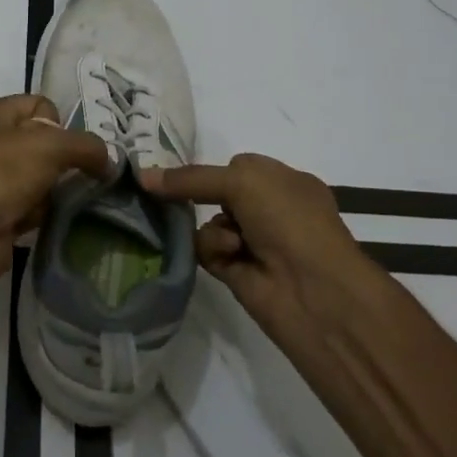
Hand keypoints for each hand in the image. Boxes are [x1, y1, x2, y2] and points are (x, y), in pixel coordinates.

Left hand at [0, 95, 112, 305]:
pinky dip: (46, 210)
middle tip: (77, 175)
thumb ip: (87, 146)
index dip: (60, 124)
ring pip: (41, 174)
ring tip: (65, 199)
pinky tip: (53, 218)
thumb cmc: (0, 175)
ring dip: (57, 188)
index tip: (65, 148)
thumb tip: (109, 161)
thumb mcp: (50, 146)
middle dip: (64, 159)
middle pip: (44, 141)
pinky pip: (33, 203)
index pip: (41, 104)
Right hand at [140, 154, 363, 330]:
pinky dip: (213, 250)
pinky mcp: (237, 271)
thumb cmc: (288, 219)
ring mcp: (255, 242)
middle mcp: (272, 210)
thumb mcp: (242, 181)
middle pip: (219, 194)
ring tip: (229, 241)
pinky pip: (208, 251)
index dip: (214, 169)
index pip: (239, 166)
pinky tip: (229, 256)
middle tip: (178, 195)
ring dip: (213, 228)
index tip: (184, 172)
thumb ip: (191, 178)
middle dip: (202, 196)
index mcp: (285, 182)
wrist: (313, 289)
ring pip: (209, 222)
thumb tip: (143, 176)